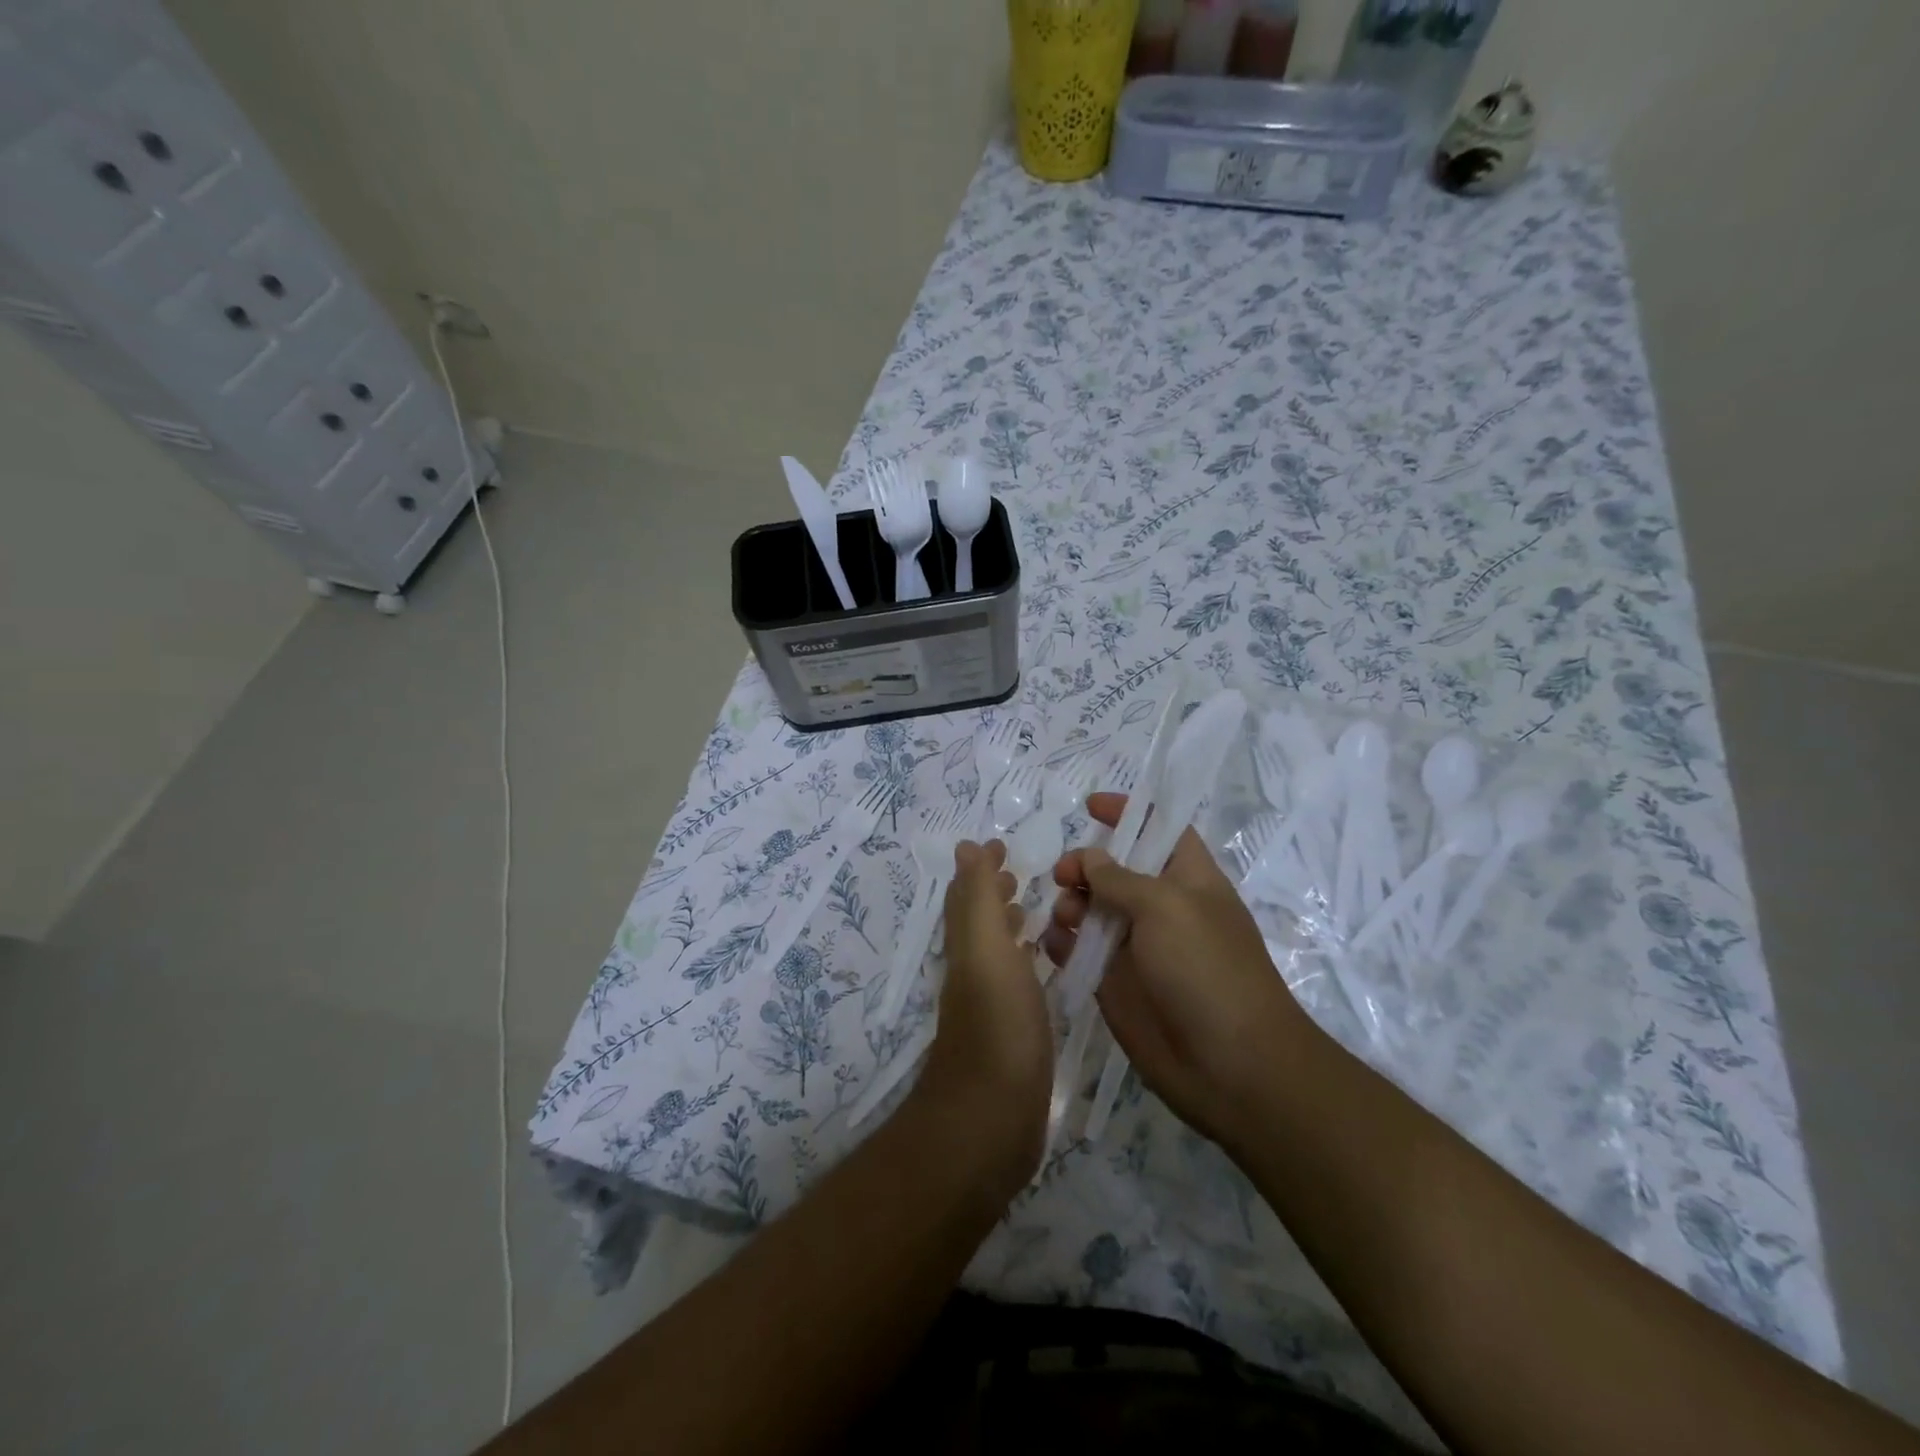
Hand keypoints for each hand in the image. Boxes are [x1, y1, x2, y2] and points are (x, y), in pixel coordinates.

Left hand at [913, 839, 1051, 1197]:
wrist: (992, 1119)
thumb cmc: (997, 1025)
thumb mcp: (986, 949)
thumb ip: (978, 899)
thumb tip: (965, 847)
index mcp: (968, 949)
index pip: (968, 898)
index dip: (981, 869)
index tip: (1002, 845)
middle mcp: (974, 974)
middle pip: (979, 924)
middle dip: (995, 894)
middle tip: (1022, 875)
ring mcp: (992, 1009)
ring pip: (997, 954)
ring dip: (1010, 928)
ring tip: (1037, 912)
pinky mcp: (1012, 1039)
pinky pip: (1017, 986)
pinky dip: (1027, 966)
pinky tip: (1047, 972)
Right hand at [1043, 793, 1309, 1148]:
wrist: (1230, 1067)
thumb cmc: (1207, 969)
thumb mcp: (1166, 907)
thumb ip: (1120, 877)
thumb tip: (1088, 858)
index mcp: (1188, 878)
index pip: (1160, 829)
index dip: (1130, 812)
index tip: (1090, 806)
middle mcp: (1160, 907)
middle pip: (1115, 868)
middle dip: (1085, 863)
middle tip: (1064, 875)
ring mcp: (1135, 946)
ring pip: (1090, 908)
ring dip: (1070, 903)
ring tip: (1065, 917)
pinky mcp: (1113, 982)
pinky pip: (1078, 950)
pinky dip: (1061, 942)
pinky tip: (1054, 944)